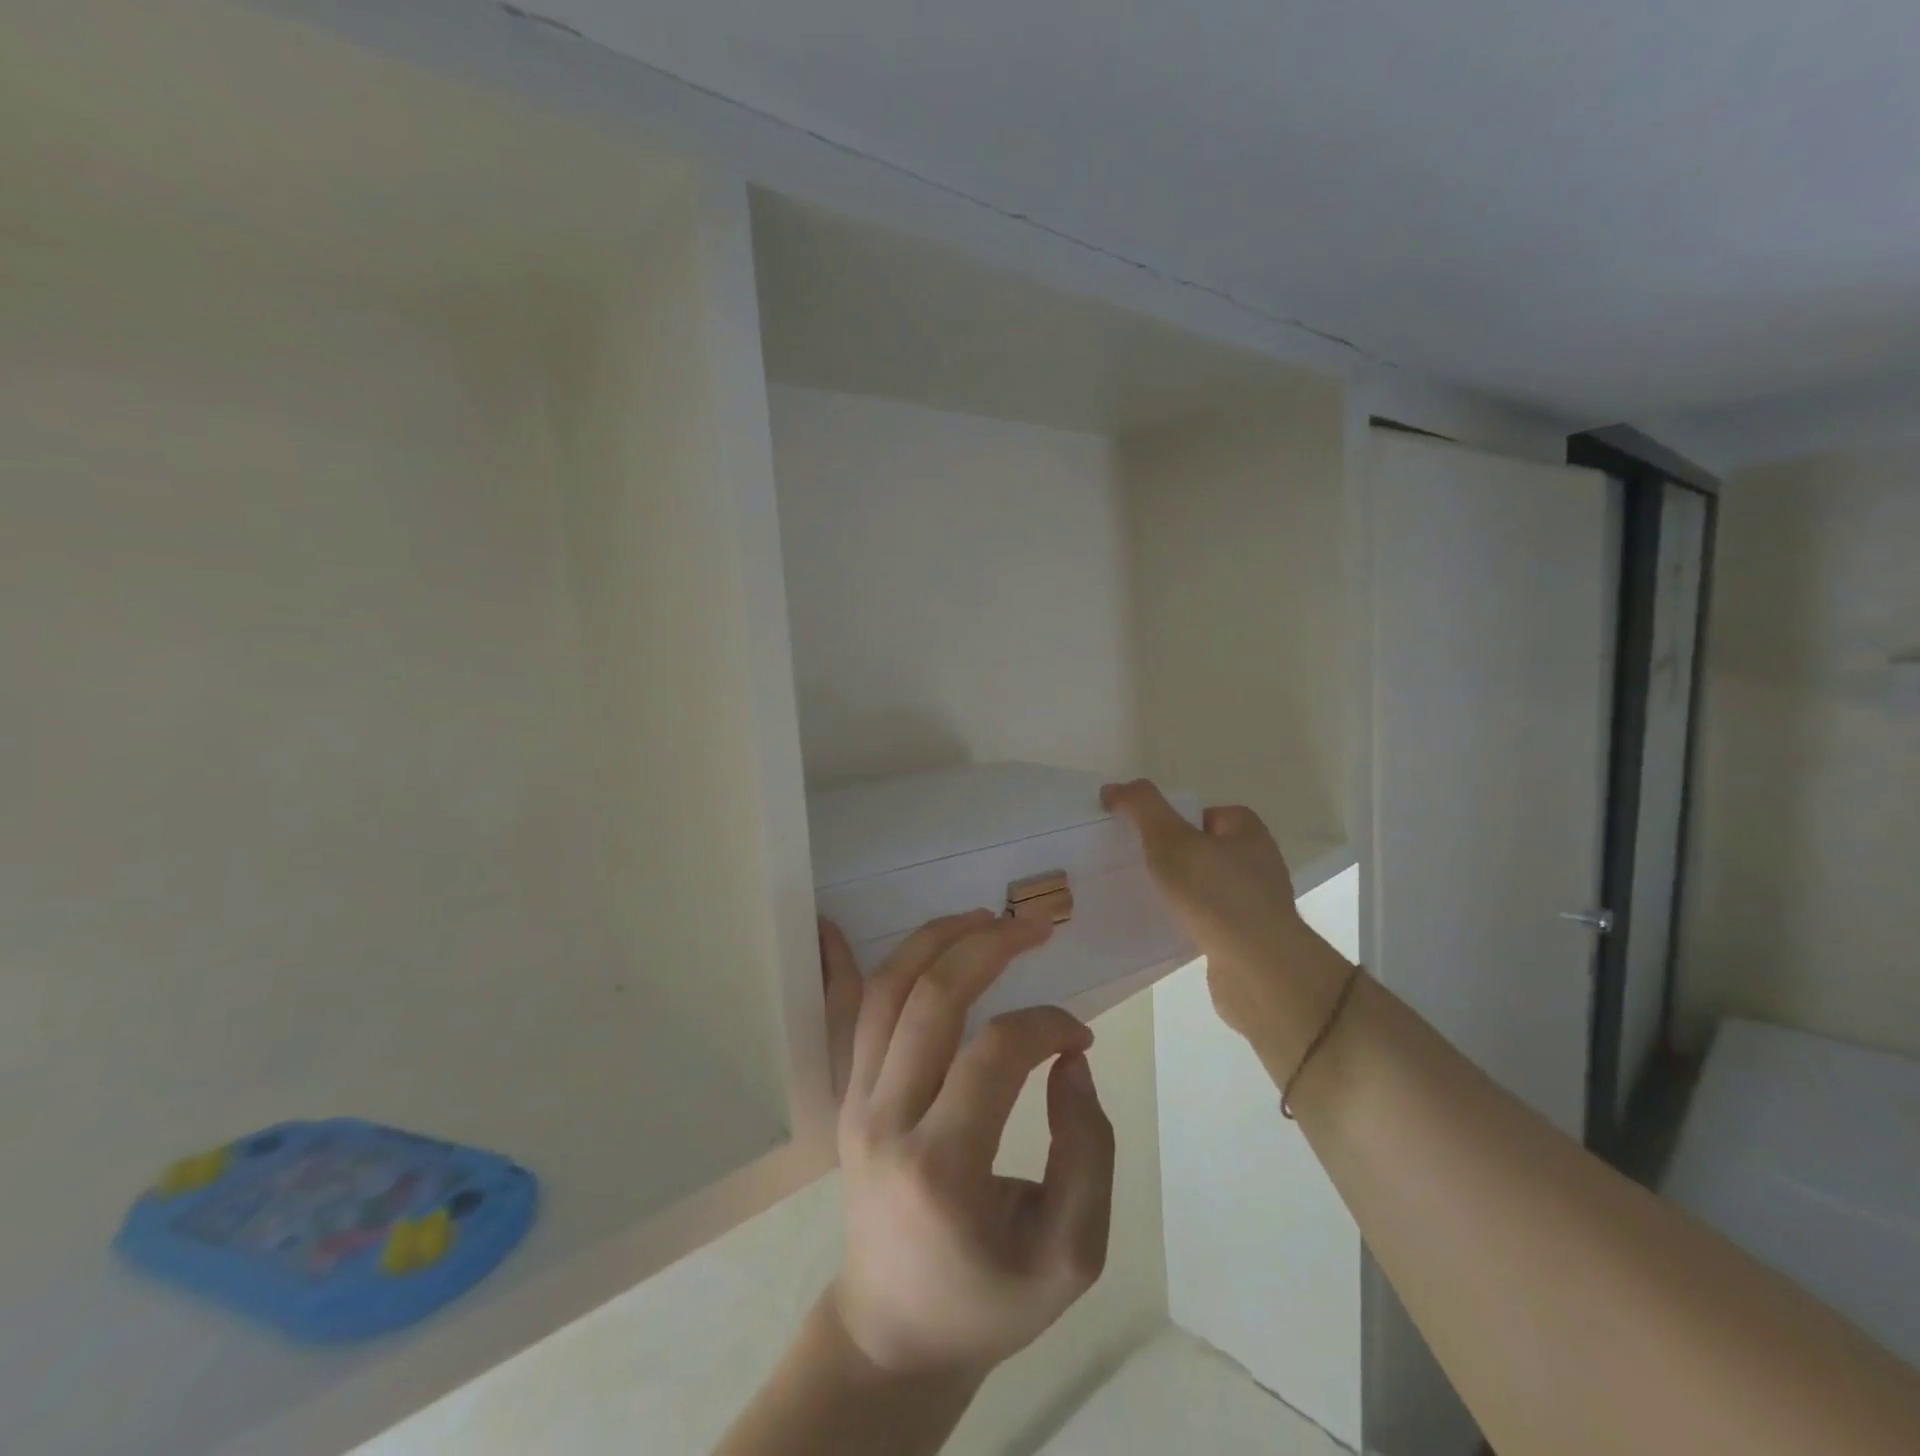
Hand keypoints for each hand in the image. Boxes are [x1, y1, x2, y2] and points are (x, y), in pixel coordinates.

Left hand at [819, 911, 1115, 1379]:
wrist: (894, 1334)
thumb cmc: (987, 1302)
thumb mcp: (1070, 1256)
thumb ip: (1088, 1151)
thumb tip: (1069, 1059)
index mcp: (944, 1167)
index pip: (997, 1053)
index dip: (1047, 1025)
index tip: (1078, 1037)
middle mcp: (887, 1120)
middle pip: (932, 998)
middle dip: (989, 946)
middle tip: (1035, 928)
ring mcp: (856, 1103)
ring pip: (886, 992)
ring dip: (935, 940)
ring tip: (983, 918)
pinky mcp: (845, 1097)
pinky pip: (845, 1016)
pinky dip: (846, 965)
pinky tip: (834, 924)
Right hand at [1101, 779, 1348, 1076]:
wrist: (1259, 971)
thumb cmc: (1216, 894)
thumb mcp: (1170, 839)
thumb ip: (1142, 808)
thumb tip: (1114, 788)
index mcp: (1249, 833)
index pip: (1209, 813)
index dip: (1178, 820)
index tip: (1149, 838)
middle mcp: (1259, 864)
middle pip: (1206, 849)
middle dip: (1175, 858)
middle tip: (1141, 867)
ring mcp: (1257, 905)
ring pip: (1207, 888)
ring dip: (1182, 893)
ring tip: (1149, 900)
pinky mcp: (1249, 941)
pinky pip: (1210, 921)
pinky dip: (1190, 922)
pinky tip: (1170, 931)